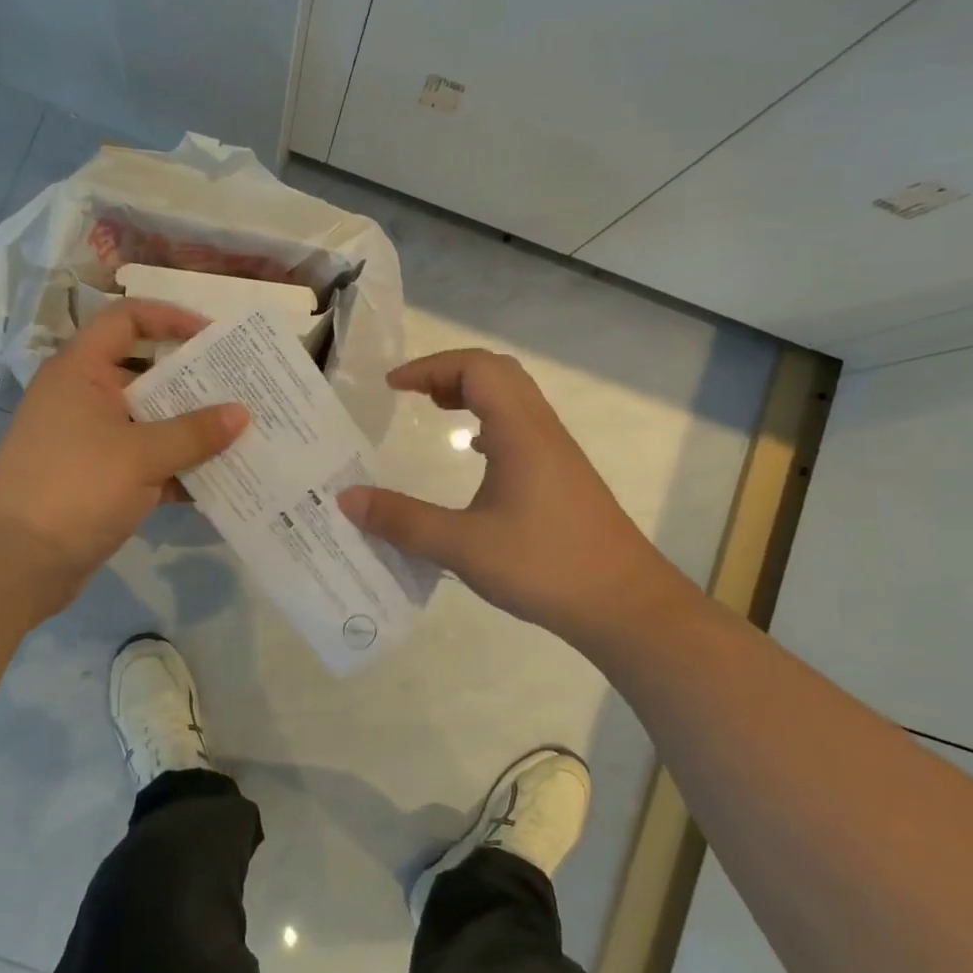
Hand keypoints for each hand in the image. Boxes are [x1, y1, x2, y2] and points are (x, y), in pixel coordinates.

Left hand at [0, 300, 246, 609]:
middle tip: (241, 387)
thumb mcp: (141, 455)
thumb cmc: (75, 488)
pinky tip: (217, 480)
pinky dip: (176, 467)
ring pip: (149, 420)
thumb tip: (242, 413)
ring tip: (240, 432)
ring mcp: (90, 440)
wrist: (15, 564)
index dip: (169, 318)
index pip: (125, 320)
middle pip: (145, 372)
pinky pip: (145, 461)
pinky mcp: (97, 479)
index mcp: (81, 372)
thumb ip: (195, 432)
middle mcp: (83, 397)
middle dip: (193, 380)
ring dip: (190, 428)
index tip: (213, 336)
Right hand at [339, 349, 698, 647]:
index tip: (392, 387)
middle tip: (413, 395)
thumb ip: (402, 520)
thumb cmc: (545, 566)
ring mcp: (557, 454)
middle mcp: (542, 431)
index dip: (430, 367)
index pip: (476, 367)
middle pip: (498, 373)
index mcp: (519, 432)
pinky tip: (475, 456)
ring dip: (472, 394)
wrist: (626, 605)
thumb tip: (346, 498)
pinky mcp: (564, 478)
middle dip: (450, 373)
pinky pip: (522, 428)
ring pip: (514, 399)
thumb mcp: (463, 546)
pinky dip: (490, 422)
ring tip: (436, 413)